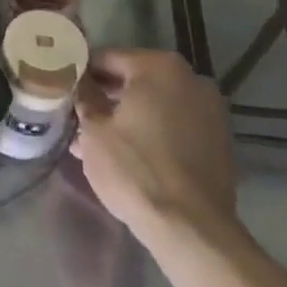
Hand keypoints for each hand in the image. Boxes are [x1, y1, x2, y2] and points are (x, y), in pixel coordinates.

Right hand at [72, 49, 238, 249]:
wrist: (191, 229)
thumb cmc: (135, 169)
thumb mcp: (94, 130)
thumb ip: (85, 97)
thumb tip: (80, 83)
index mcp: (159, 66)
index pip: (108, 58)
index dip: (83, 73)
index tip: (65, 89)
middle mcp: (191, 78)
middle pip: (137, 79)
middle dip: (108, 96)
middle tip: (80, 115)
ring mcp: (211, 110)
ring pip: (158, 104)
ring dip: (131, 115)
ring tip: (100, 139)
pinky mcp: (220, 141)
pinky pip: (177, 125)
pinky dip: (154, 131)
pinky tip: (131, 153)